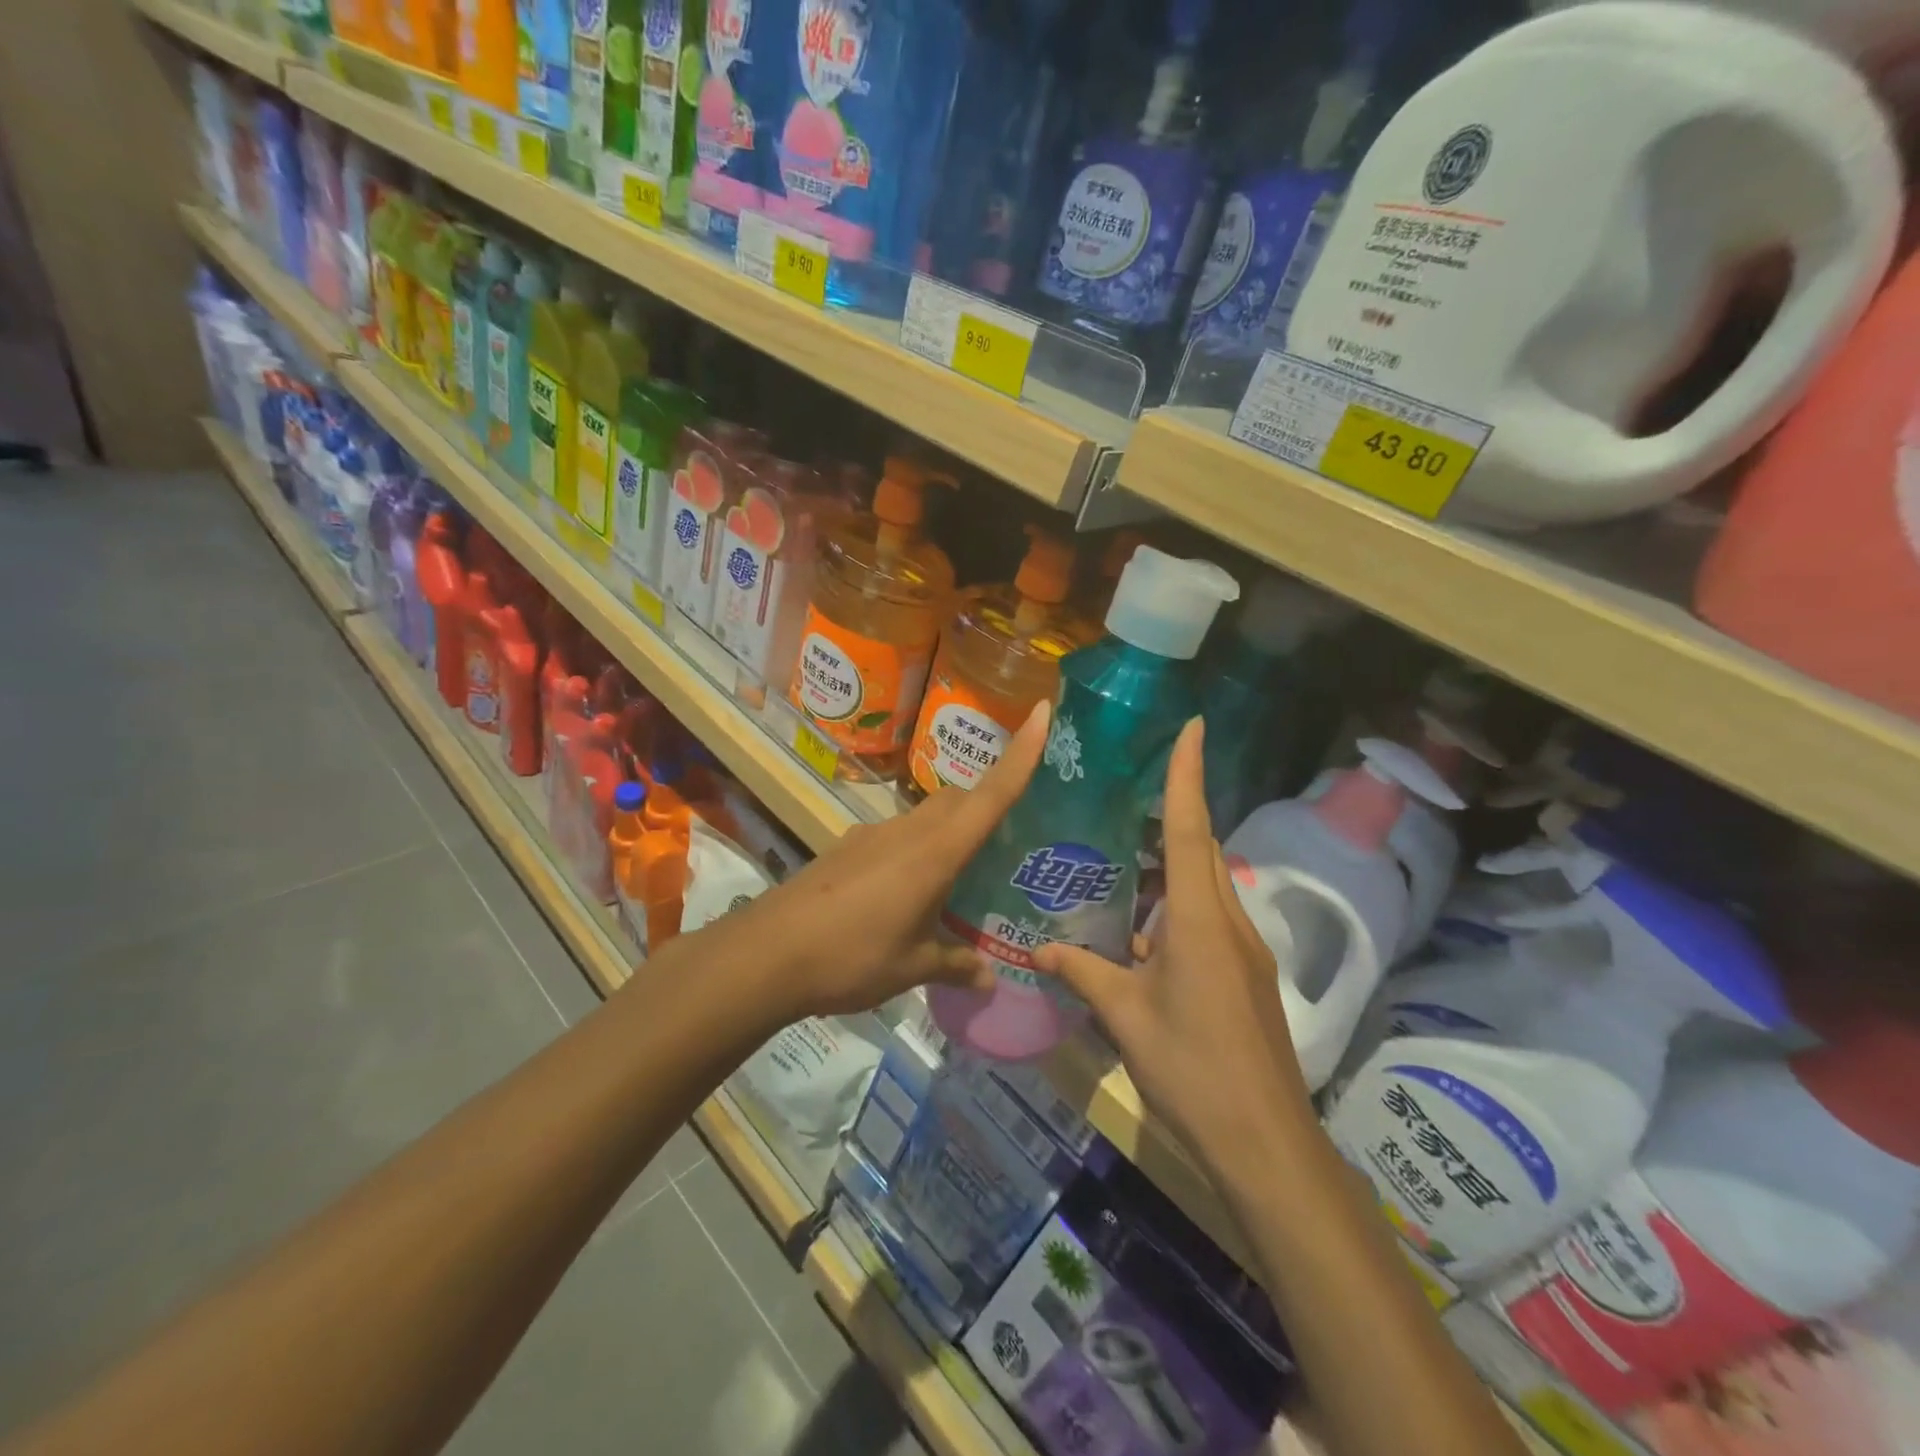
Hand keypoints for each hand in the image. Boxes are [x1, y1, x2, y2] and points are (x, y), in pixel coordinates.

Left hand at [729, 701, 1050, 1022]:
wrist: (766, 955)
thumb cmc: (851, 957)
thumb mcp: (911, 968)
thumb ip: (954, 966)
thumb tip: (990, 979)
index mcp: (935, 853)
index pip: (991, 794)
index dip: (1021, 752)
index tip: (1043, 711)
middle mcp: (907, 831)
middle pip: (958, 799)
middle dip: (986, 802)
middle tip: (1008, 838)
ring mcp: (872, 835)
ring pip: (925, 816)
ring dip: (948, 831)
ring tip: (961, 876)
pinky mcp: (847, 847)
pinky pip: (896, 836)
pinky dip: (914, 850)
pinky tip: (906, 893)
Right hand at [1036, 719, 1319, 1181]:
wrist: (1265, 1143)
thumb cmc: (1192, 1068)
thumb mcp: (1126, 1018)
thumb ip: (1084, 974)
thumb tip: (1040, 950)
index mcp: (1199, 919)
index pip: (1189, 828)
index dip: (1188, 774)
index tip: (1193, 726)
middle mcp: (1228, 921)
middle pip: (1202, 849)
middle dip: (1175, 813)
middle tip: (1131, 791)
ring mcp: (1243, 950)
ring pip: (1207, 885)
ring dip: (1174, 863)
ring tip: (1124, 857)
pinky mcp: (1246, 977)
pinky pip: (1210, 919)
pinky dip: (1179, 905)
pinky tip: (1143, 930)